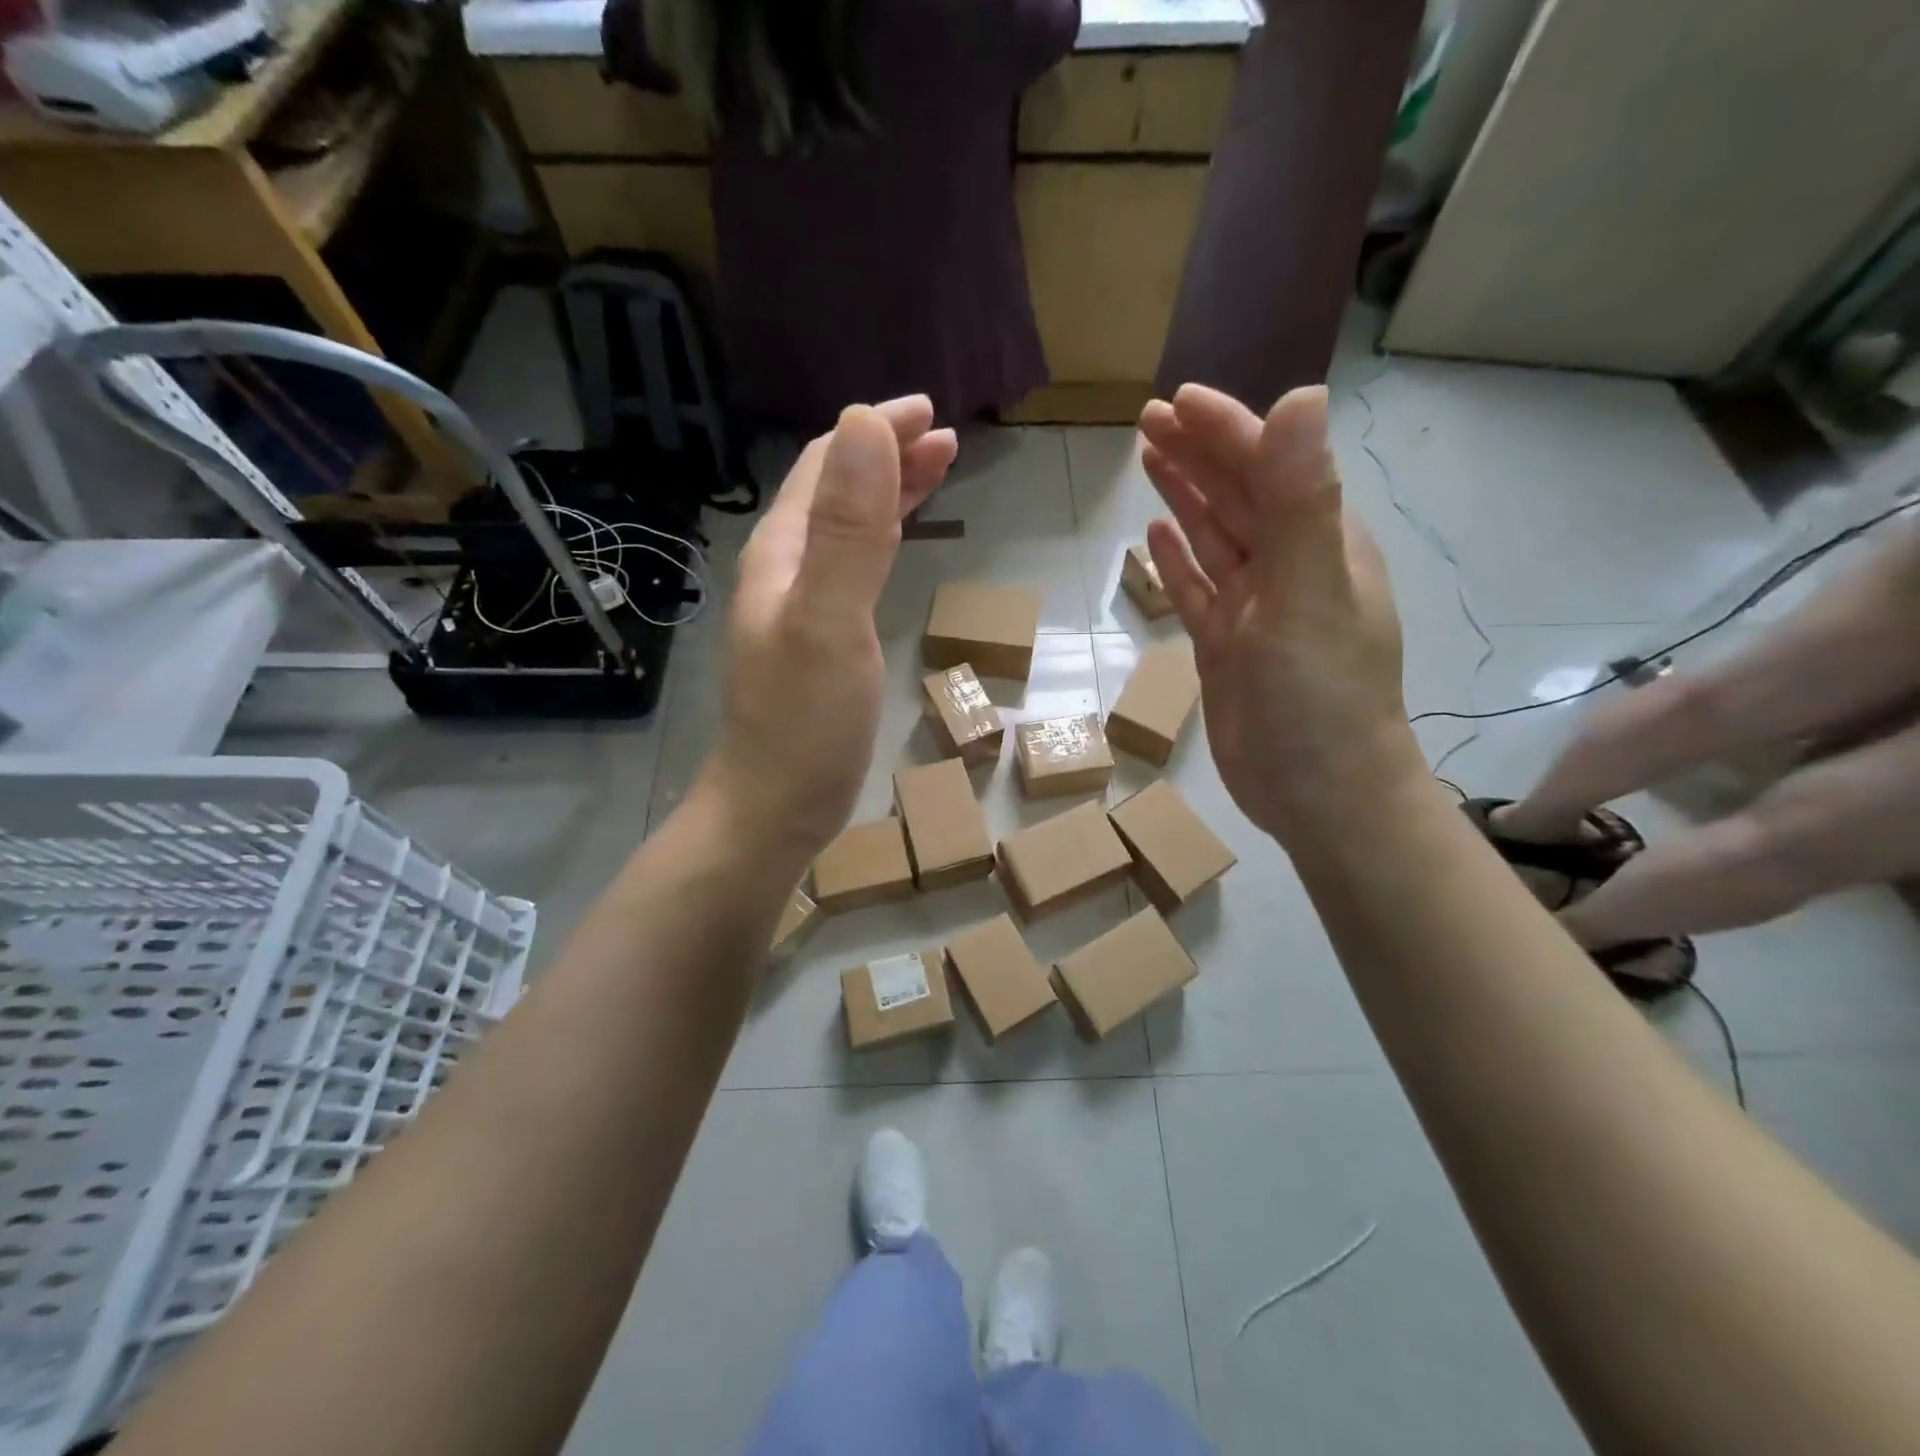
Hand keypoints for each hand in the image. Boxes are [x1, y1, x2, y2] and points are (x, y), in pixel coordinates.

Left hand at [705, 397, 956, 858]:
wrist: (775, 807)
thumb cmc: (805, 721)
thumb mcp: (829, 620)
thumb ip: (848, 529)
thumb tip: (865, 423)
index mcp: (783, 552)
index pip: (825, 464)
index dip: (874, 431)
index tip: (931, 414)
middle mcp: (786, 569)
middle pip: (835, 491)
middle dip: (887, 456)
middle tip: (945, 439)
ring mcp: (801, 607)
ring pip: (846, 528)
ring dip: (888, 493)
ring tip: (936, 473)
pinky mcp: (821, 641)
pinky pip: (853, 569)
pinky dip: (884, 540)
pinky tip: (901, 546)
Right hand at [1137, 384, 1419, 842]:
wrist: (1319, 794)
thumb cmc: (1318, 695)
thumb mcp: (1309, 593)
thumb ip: (1301, 499)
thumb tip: (1301, 395)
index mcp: (1319, 543)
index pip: (1269, 467)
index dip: (1225, 430)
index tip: (1177, 401)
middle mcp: (1289, 567)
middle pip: (1238, 495)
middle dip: (1197, 454)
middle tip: (1148, 420)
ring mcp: (1256, 609)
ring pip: (1215, 538)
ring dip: (1184, 497)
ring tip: (1148, 459)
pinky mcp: (1227, 646)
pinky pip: (1198, 589)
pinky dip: (1177, 561)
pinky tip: (1155, 537)